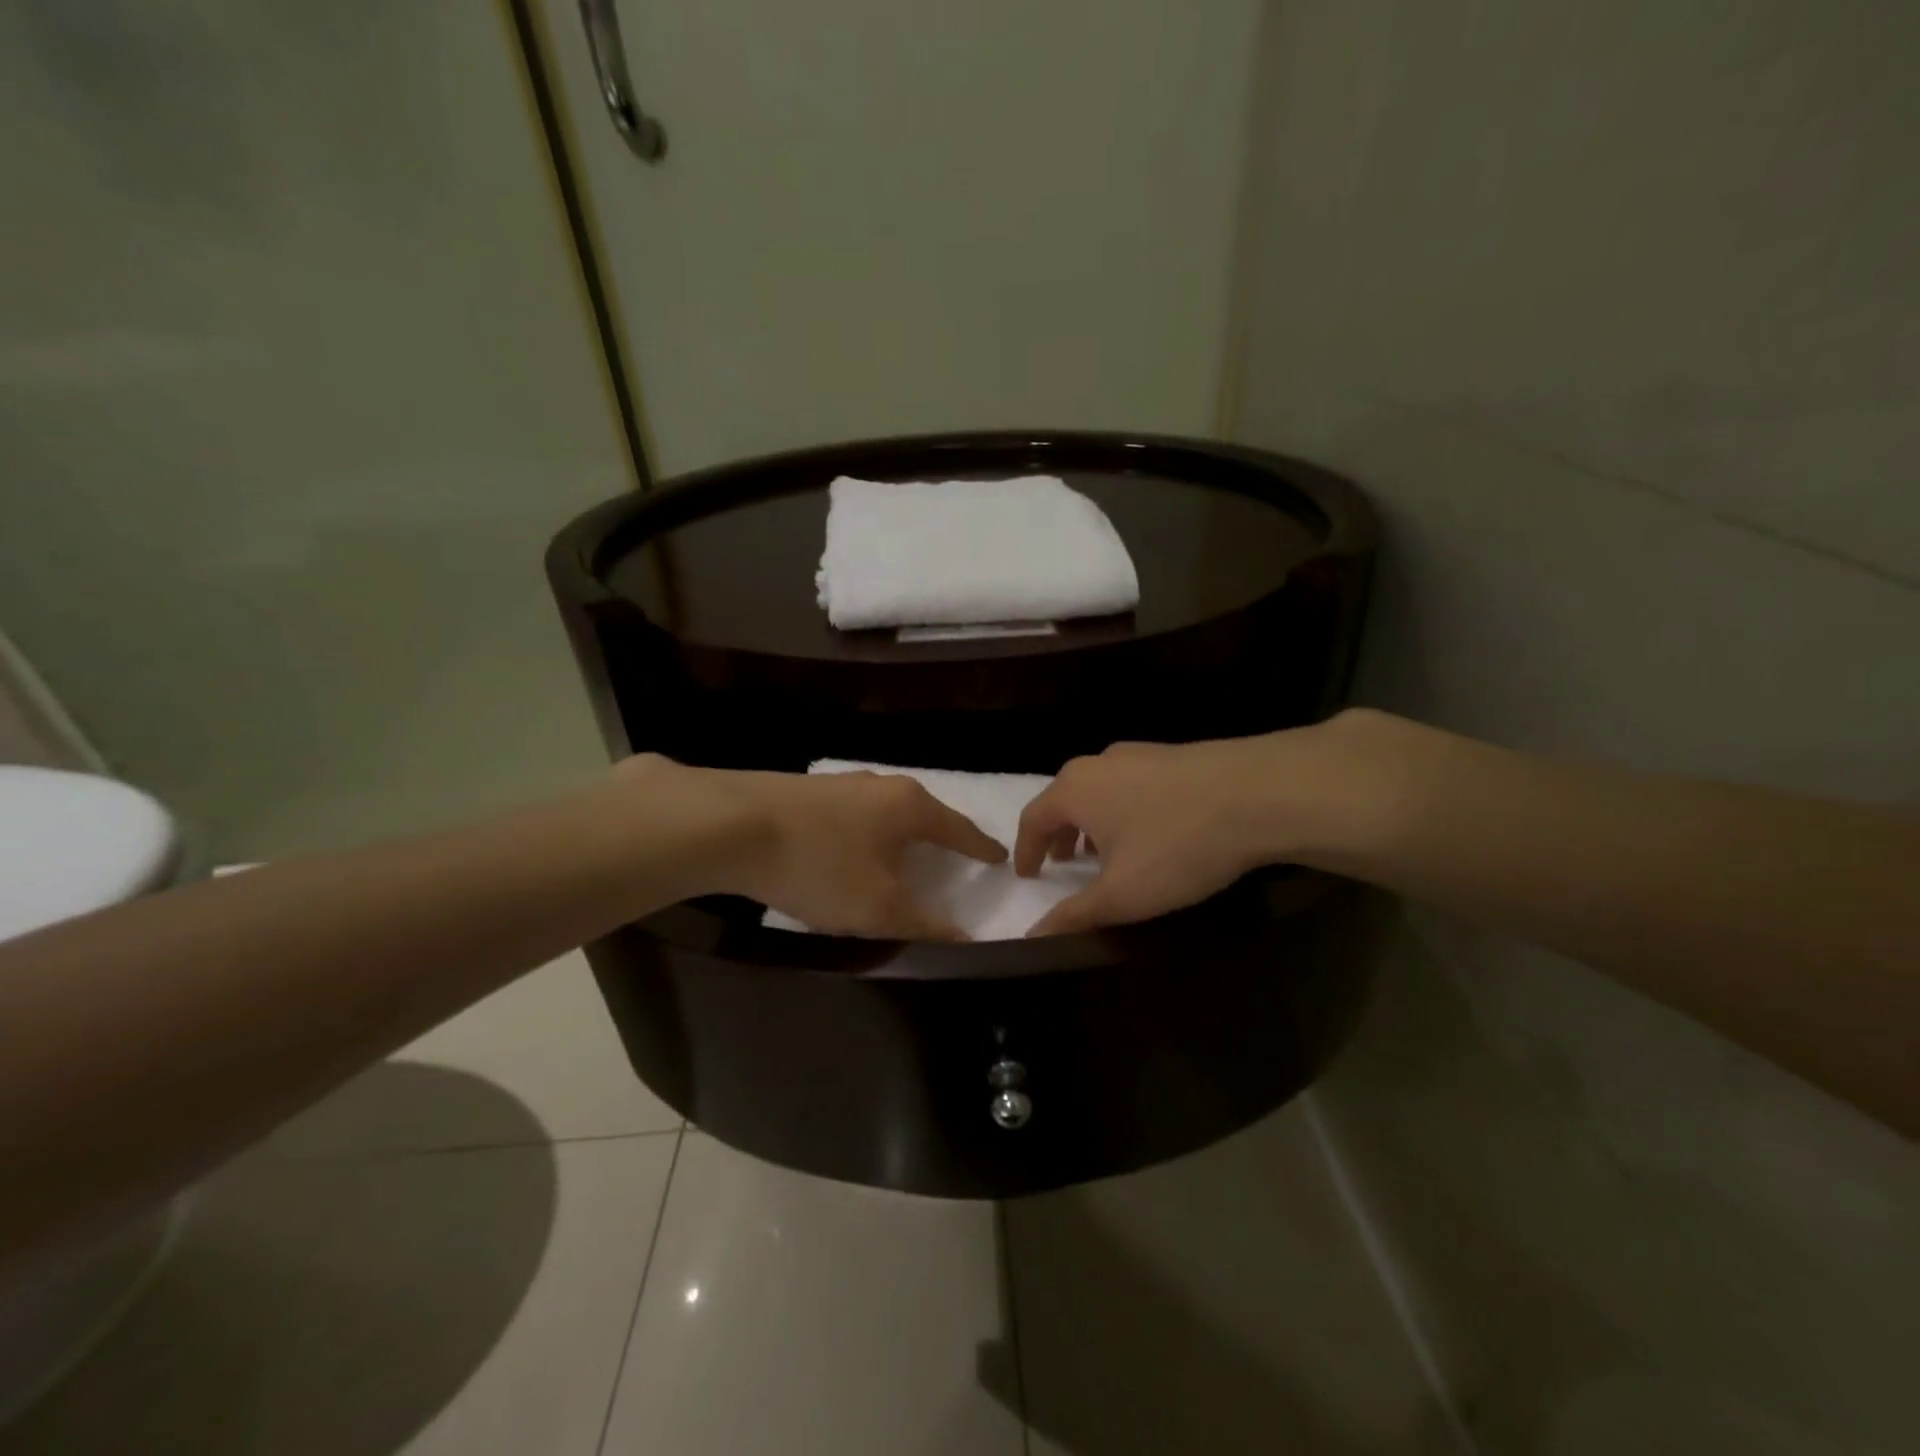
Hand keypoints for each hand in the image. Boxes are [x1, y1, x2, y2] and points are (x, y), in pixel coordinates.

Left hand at [615, 757, 1006, 939]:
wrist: (731, 824)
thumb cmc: (819, 865)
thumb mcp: (878, 907)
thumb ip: (924, 925)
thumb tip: (964, 938)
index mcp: (910, 806)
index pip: (959, 829)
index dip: (981, 847)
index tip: (999, 858)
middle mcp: (882, 785)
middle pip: (923, 815)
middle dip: (939, 838)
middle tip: (951, 860)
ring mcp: (842, 784)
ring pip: (885, 813)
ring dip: (897, 837)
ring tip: (900, 858)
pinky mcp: (808, 792)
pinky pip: (853, 816)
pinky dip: (865, 836)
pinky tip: (849, 851)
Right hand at [1013, 722, 1368, 935]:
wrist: (1259, 792)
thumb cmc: (1177, 846)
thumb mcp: (1122, 893)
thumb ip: (1074, 915)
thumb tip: (1031, 936)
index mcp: (1073, 790)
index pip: (1032, 819)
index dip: (1026, 851)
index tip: (1029, 875)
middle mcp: (1097, 763)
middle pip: (1064, 799)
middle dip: (1059, 834)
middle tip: (1065, 865)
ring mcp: (1137, 753)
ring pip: (1099, 790)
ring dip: (1092, 822)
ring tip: (1106, 851)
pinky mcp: (1172, 754)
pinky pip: (1130, 784)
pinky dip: (1123, 810)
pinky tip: (1150, 831)